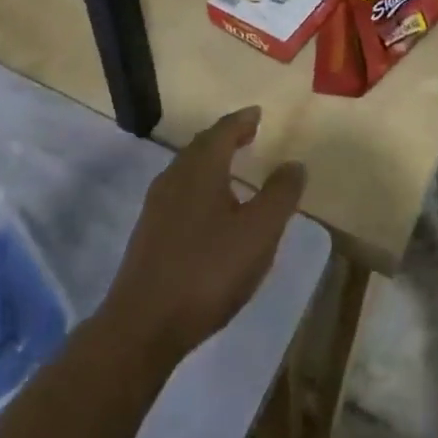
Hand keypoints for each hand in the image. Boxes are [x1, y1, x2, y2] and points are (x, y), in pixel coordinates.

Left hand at [103, 107, 304, 366]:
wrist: (143, 324)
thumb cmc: (208, 271)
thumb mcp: (259, 233)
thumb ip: (280, 195)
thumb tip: (294, 163)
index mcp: (200, 169)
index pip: (222, 131)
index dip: (241, 121)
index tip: (257, 114)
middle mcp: (174, 177)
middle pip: (201, 146)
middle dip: (225, 137)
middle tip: (247, 134)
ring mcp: (156, 206)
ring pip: (187, 170)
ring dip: (211, 162)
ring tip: (232, 168)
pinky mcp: (149, 232)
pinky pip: (179, 193)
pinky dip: (199, 186)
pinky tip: (209, 209)